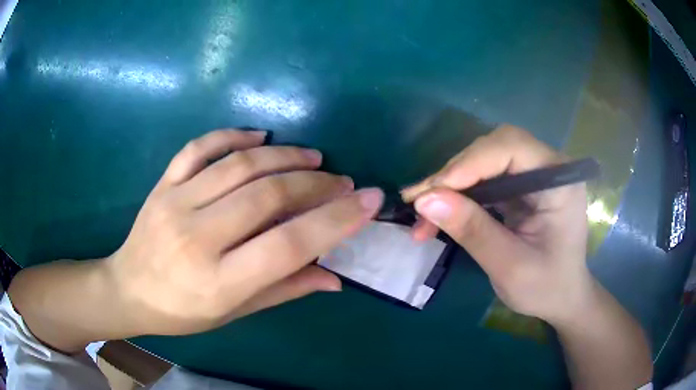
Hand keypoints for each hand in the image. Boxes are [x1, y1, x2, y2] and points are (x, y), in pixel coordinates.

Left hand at [105, 129, 383, 335]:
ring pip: (239, 165)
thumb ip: (284, 290)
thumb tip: (335, 277)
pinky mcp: (162, 184)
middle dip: (317, 184)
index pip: (289, 244)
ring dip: (285, 156)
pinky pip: (199, 148)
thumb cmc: (182, 312)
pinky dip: (232, 135)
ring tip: (314, 158)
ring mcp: (175, 203)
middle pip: (268, 196)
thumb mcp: (234, 313)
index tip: (369, 200)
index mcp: (219, 281)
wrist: (128, 290)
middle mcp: (197, 237)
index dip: (336, 219)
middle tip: (343, 181)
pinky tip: (260, 136)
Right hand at [402, 125, 591, 324]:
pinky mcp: (520, 187)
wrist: (561, 298)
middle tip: (418, 203)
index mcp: (559, 180)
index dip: (469, 163)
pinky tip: (439, 214)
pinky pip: (483, 179)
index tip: (430, 192)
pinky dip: (458, 195)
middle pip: (493, 149)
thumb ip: (473, 231)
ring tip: (421, 215)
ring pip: (483, 161)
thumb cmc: (546, 287)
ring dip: (450, 186)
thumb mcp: (509, 266)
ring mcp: (533, 175)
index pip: (511, 147)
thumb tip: (425, 200)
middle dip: (454, 175)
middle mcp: (547, 167)